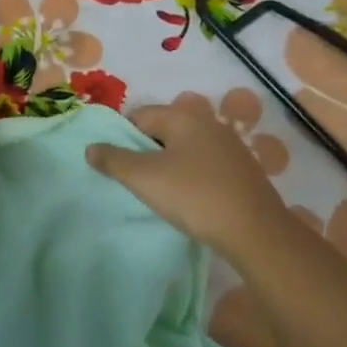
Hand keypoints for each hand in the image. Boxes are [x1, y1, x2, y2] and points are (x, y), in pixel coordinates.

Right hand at [85, 97, 290, 258]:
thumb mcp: (144, 178)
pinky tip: (190, 199)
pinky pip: (204, 164)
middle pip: (162, 130)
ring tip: (162, 193)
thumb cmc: (193, 196)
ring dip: (168, 165)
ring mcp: (229, 145)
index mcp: (184, 116)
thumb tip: (91, 148)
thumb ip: (113, 160)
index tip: (121, 168)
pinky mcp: (242, 168)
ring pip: (184, 148)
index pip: (139, 116)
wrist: (255, 231)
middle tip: (138, 182)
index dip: (123, 139)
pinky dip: (191, 176)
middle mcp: (208, 122)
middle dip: (146, 152)